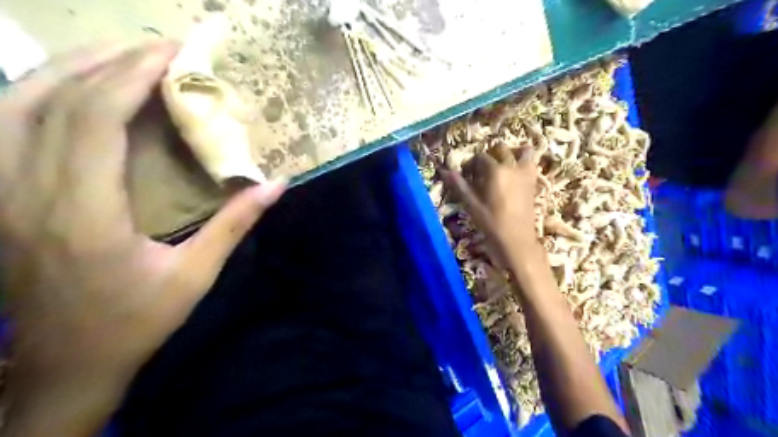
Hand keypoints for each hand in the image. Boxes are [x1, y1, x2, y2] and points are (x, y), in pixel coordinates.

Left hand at [0, 39, 285, 433]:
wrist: (65, 364)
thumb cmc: (136, 322)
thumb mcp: (195, 276)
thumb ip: (234, 225)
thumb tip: (275, 185)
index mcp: (82, 213)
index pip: (94, 118)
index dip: (132, 76)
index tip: (173, 55)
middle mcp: (28, 193)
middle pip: (54, 99)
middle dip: (110, 62)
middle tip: (161, 49)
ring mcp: (1, 193)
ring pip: (18, 104)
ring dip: (73, 69)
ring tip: (124, 56)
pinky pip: (7, 125)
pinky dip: (42, 93)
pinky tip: (76, 88)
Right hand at [443, 146, 542, 263]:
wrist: (516, 240)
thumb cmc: (491, 224)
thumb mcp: (472, 205)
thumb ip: (460, 186)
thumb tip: (445, 171)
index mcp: (496, 171)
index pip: (480, 157)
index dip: (471, 164)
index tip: (465, 174)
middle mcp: (512, 167)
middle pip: (500, 149)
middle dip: (489, 156)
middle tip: (481, 170)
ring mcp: (526, 173)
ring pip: (522, 151)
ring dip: (511, 153)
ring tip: (502, 165)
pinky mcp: (534, 182)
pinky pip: (531, 163)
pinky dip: (524, 161)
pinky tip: (514, 174)